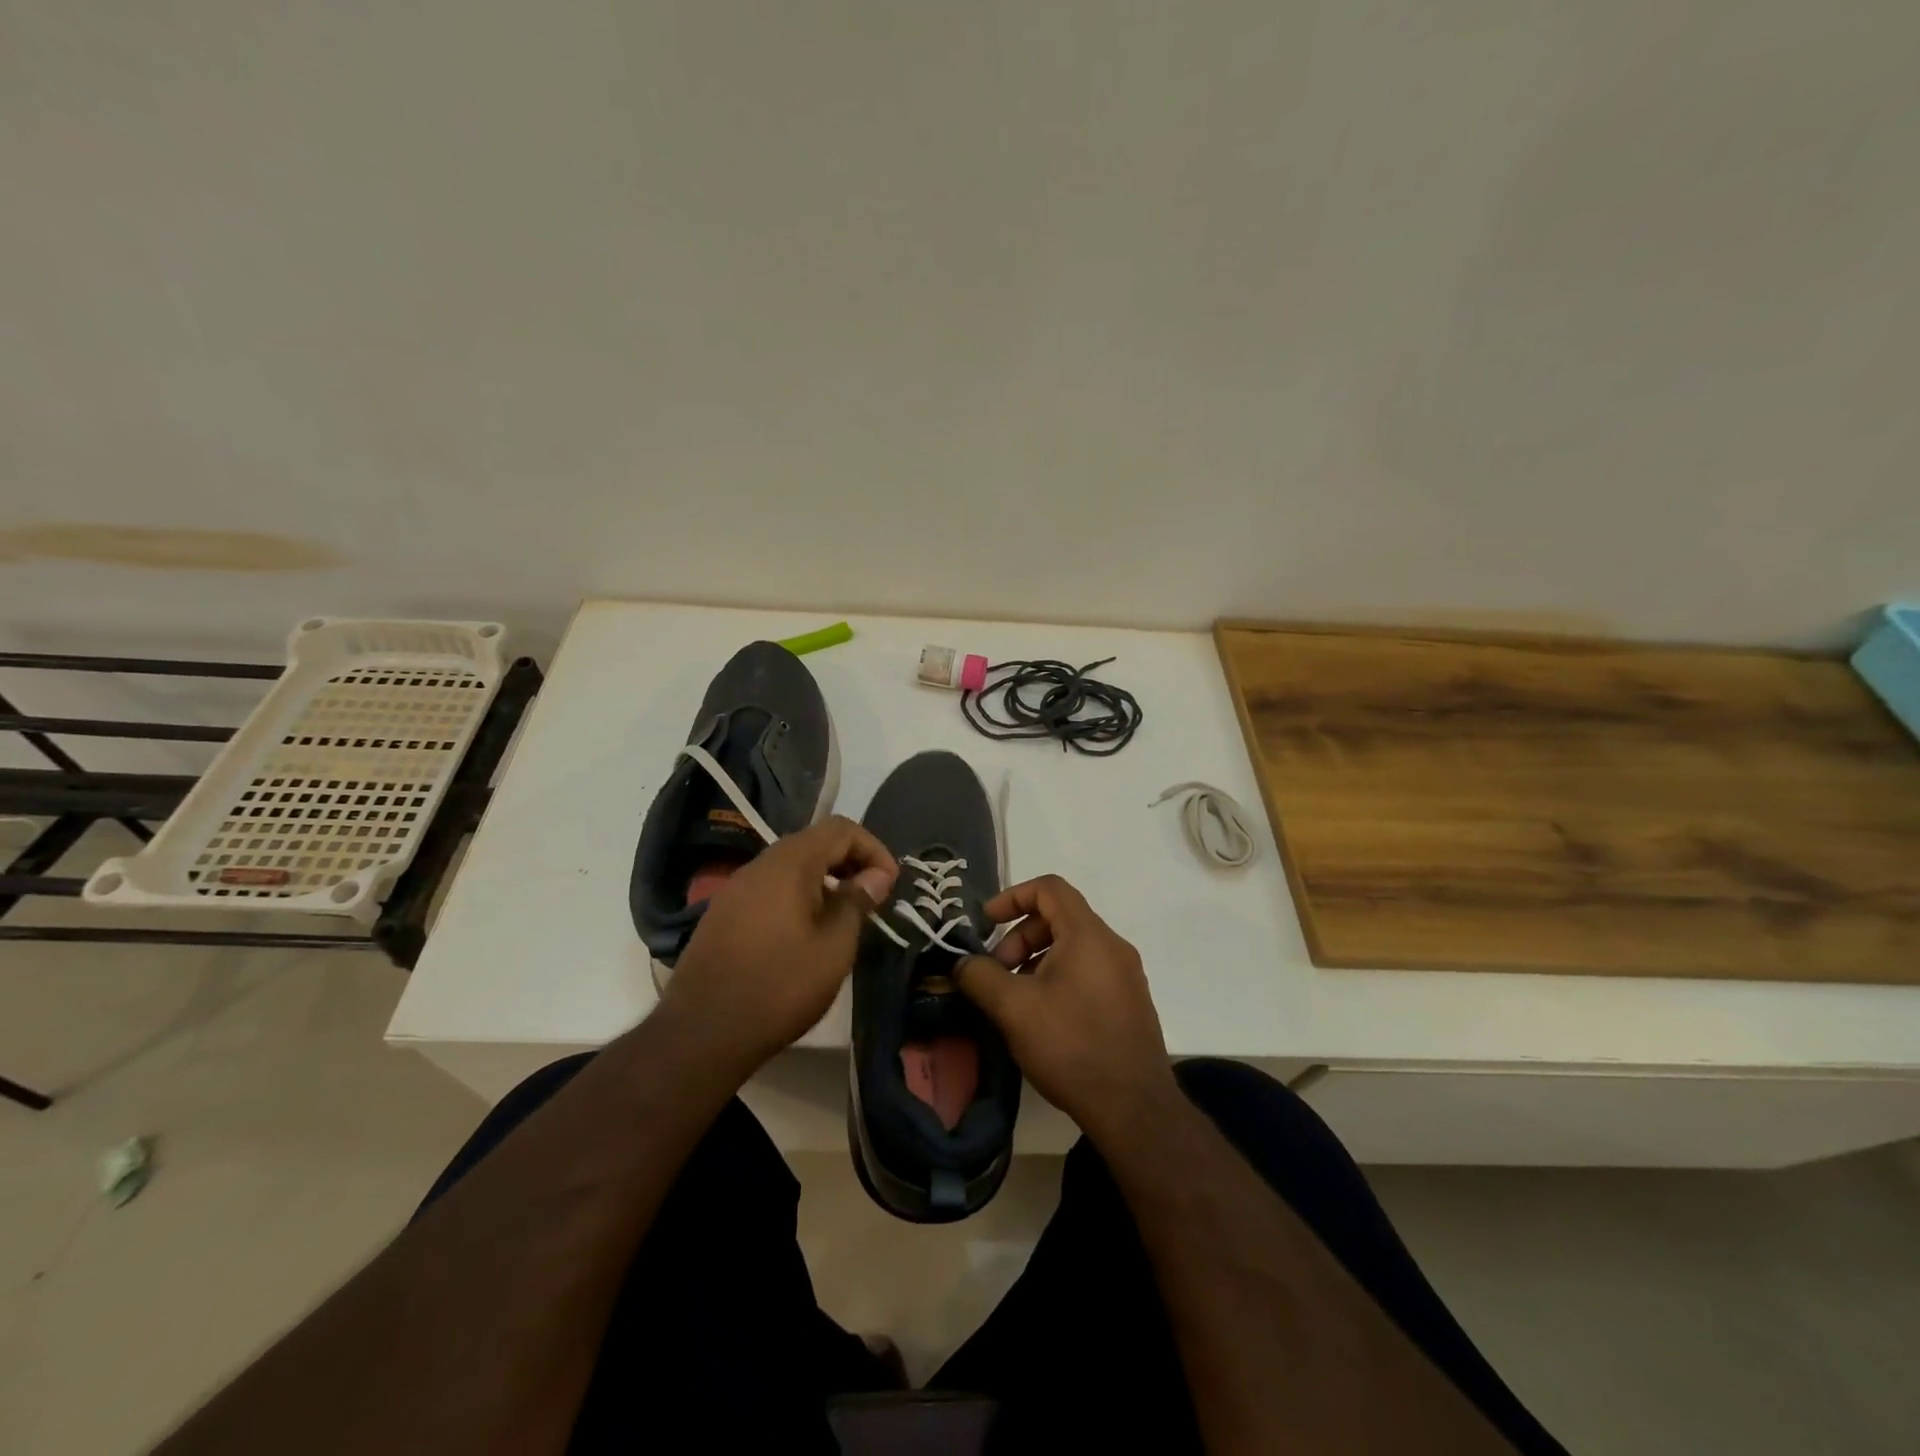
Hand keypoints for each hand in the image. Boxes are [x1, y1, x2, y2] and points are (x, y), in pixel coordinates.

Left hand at [661, 817, 896, 1074]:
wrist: (702, 1033)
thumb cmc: (780, 987)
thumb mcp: (834, 947)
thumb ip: (857, 902)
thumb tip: (876, 875)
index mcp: (789, 864)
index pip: (841, 829)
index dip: (873, 849)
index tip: (889, 884)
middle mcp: (759, 865)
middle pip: (814, 842)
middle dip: (849, 863)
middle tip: (872, 898)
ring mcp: (735, 889)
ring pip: (790, 867)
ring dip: (824, 881)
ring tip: (843, 918)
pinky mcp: (723, 914)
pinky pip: (769, 889)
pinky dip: (797, 896)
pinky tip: (806, 933)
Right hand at [957, 874, 1178, 1142]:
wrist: (1134, 1108)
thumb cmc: (1071, 1046)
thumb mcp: (1013, 1008)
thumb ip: (980, 976)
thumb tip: (962, 963)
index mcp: (1088, 935)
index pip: (1050, 888)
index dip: (1013, 896)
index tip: (986, 923)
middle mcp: (1112, 946)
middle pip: (1059, 917)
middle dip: (1020, 937)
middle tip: (996, 972)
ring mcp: (1126, 975)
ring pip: (1073, 947)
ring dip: (1036, 960)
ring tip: (1014, 998)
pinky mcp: (1129, 1002)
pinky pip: (1088, 970)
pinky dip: (1058, 977)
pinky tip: (1042, 1016)